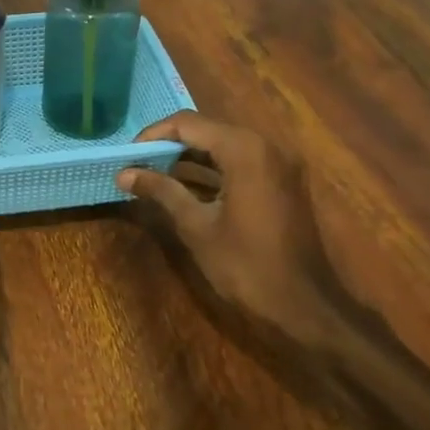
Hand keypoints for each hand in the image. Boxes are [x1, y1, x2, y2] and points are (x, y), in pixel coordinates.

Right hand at [116, 112, 339, 349]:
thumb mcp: (196, 226)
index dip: (153, 135)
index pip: (188, 124)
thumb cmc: (246, 265)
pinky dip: (212, 169)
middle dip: (169, 145)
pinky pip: (240, 162)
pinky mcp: (282, 182)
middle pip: (207, 130)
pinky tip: (185, 187)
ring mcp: (278, 164)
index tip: (127, 156)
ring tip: (153, 174)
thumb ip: (161, 191)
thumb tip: (124, 173)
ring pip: (223, 145)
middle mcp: (265, 146)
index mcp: (244, 150)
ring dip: (189, 157)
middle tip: (137, 164)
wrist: (305, 306)